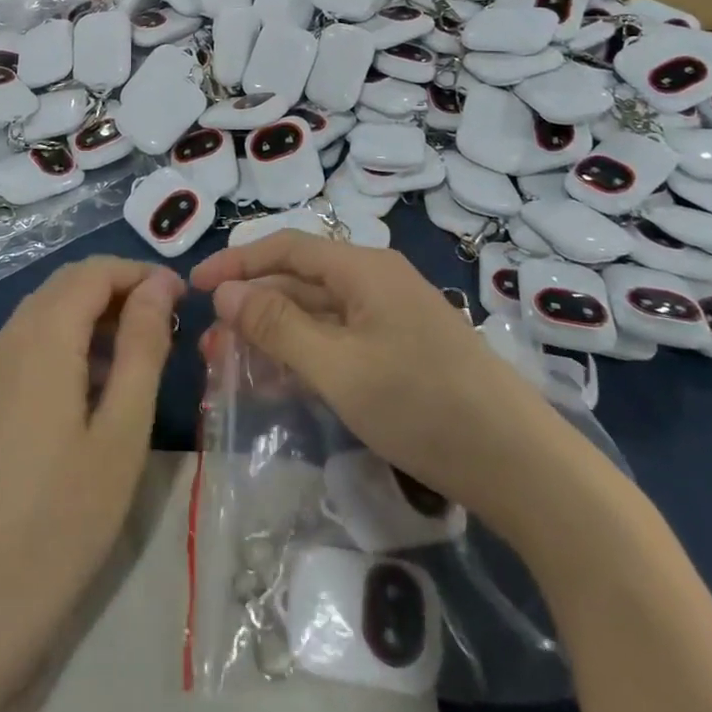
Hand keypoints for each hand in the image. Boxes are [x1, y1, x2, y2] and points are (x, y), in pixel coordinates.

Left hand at [0, 258, 181, 637]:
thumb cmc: (57, 522)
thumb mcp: (120, 433)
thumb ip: (143, 348)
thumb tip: (160, 285)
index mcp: (42, 337)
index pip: (95, 271)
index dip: (142, 273)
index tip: (185, 300)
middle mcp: (6, 339)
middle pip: (68, 286)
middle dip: (121, 292)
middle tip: (169, 328)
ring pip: (47, 314)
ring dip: (96, 319)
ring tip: (142, 361)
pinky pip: (29, 347)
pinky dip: (69, 346)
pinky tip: (95, 393)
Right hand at [191, 234, 539, 504]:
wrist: (517, 462)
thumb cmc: (421, 404)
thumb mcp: (338, 366)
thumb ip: (278, 326)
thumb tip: (225, 293)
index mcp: (363, 269)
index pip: (286, 249)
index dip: (237, 262)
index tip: (195, 287)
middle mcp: (375, 283)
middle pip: (299, 283)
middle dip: (250, 308)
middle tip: (207, 343)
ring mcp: (390, 319)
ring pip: (317, 316)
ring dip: (272, 336)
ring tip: (229, 365)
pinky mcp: (400, 353)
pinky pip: (338, 343)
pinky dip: (304, 357)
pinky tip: (276, 384)